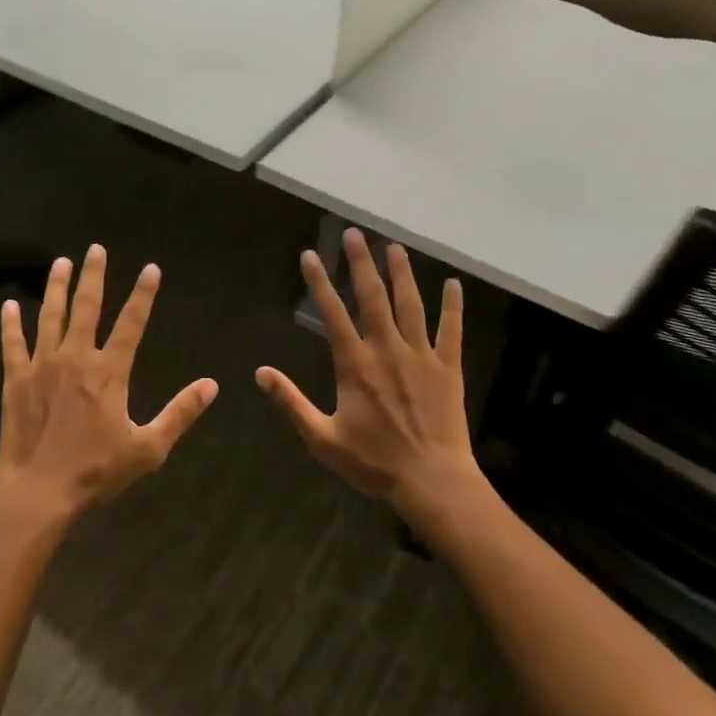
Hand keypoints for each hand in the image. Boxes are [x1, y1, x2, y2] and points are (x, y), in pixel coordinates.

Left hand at [0, 245, 218, 524]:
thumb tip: (211, 385)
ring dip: (56, 288)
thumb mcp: (148, 447)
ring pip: (50, 316)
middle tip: (95, 249)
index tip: (151, 269)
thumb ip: (180, 413)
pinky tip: (9, 305)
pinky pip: (13, 344)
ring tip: (60, 263)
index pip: (131, 323)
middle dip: (93, 276)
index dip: (143, 295)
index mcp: (109, 372)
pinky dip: (10, 324)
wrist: (39, 491)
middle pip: (86, 307)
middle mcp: (75, 358)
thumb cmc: (96, 471)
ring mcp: (42, 365)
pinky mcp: (16, 379)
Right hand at [257, 229, 475, 516]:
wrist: (432, 482)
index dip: (319, 282)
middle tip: (355, 234)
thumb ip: (291, 402)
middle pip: (373, 297)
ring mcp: (421, 356)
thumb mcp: (322, 438)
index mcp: (355, 364)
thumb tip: (261, 373)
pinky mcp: (448, 368)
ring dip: (402, 274)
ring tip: (395, 248)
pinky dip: (453, 306)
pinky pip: (452, 330)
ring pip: (411, 305)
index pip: (332, 313)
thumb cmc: (374, 462)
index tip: (310, 254)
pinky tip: (454, 284)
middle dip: (362, 263)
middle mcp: (387, 350)